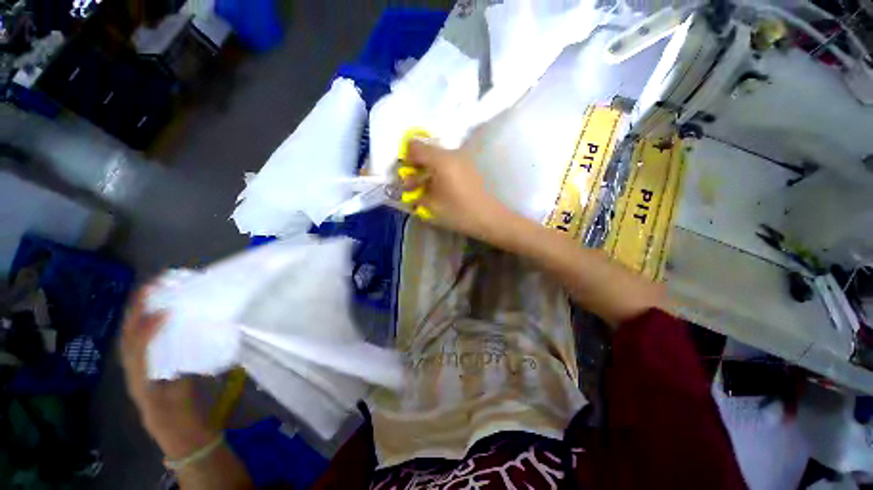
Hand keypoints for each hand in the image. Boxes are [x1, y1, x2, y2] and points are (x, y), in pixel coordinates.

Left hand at [120, 286, 214, 458]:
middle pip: (129, 331)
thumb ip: (181, 368)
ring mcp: (137, 363)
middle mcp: (133, 366)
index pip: (138, 345)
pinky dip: (147, 320)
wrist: (174, 429)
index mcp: (142, 376)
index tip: (167, 309)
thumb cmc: (181, 412)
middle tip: (158, 283)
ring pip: (132, 331)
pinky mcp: (145, 362)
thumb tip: (191, 345)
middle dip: (139, 306)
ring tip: (157, 290)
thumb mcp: (182, 394)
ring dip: (142, 309)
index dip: (149, 326)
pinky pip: (141, 337)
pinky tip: (161, 310)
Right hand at [403, 140, 510, 241]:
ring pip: (439, 158)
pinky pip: (450, 164)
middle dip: (417, 166)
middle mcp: (452, 153)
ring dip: (429, 170)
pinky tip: (441, 189)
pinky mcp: (470, 167)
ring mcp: (463, 159)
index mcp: (441, 160)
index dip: (406, 158)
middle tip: (413, 185)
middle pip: (427, 151)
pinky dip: (441, 173)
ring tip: (427, 190)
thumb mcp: (431, 205)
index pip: (415, 146)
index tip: (405, 174)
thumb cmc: (459, 212)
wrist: (490, 218)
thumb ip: (416, 194)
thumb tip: (408, 188)